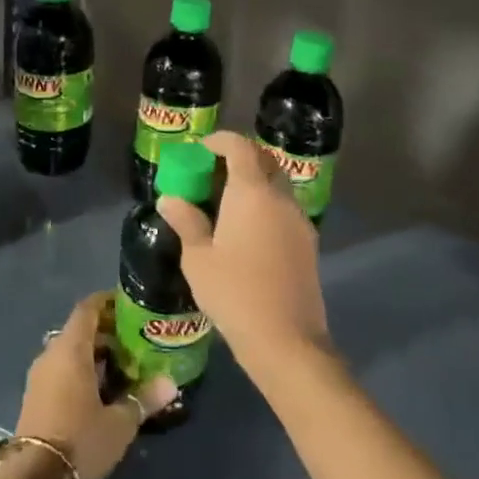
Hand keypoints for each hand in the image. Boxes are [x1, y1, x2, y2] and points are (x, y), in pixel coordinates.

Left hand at [15, 292, 175, 478]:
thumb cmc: (80, 441)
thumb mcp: (120, 422)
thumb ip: (144, 398)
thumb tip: (171, 383)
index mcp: (70, 350)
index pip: (87, 309)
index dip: (107, 301)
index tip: (129, 304)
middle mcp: (51, 356)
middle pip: (79, 331)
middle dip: (107, 333)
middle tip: (136, 342)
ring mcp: (39, 377)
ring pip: (69, 354)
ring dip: (94, 355)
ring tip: (125, 368)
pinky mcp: (35, 398)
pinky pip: (61, 372)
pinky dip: (81, 372)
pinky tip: (102, 392)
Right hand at [155, 132, 333, 388]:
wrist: (285, 338)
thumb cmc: (234, 292)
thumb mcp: (198, 258)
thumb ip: (186, 222)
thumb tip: (169, 199)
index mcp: (252, 192)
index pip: (240, 147)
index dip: (220, 141)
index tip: (201, 149)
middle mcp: (280, 198)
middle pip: (265, 160)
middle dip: (241, 158)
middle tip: (213, 174)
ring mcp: (299, 220)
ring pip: (278, 185)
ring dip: (255, 183)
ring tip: (227, 204)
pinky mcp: (308, 242)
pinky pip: (285, 209)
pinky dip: (267, 205)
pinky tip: (247, 231)